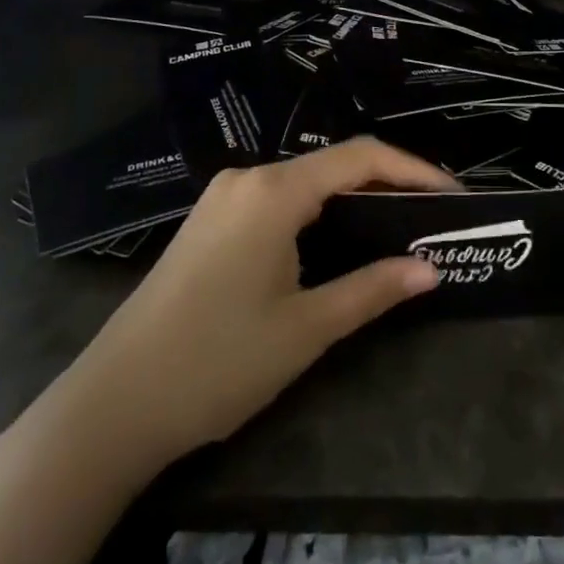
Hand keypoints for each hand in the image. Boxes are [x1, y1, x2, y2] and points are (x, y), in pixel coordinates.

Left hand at [45, 137, 456, 467]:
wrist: (111, 406)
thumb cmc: (217, 363)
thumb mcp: (306, 329)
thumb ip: (372, 290)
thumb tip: (430, 269)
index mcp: (274, 191)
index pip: (361, 157)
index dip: (413, 169)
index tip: (452, 196)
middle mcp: (248, 178)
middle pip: (332, 165)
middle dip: (385, 184)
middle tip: (428, 217)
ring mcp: (223, 198)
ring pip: (304, 183)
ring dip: (350, 200)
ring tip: (392, 229)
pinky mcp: (208, 222)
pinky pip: (276, 201)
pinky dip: (316, 213)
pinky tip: (334, 242)